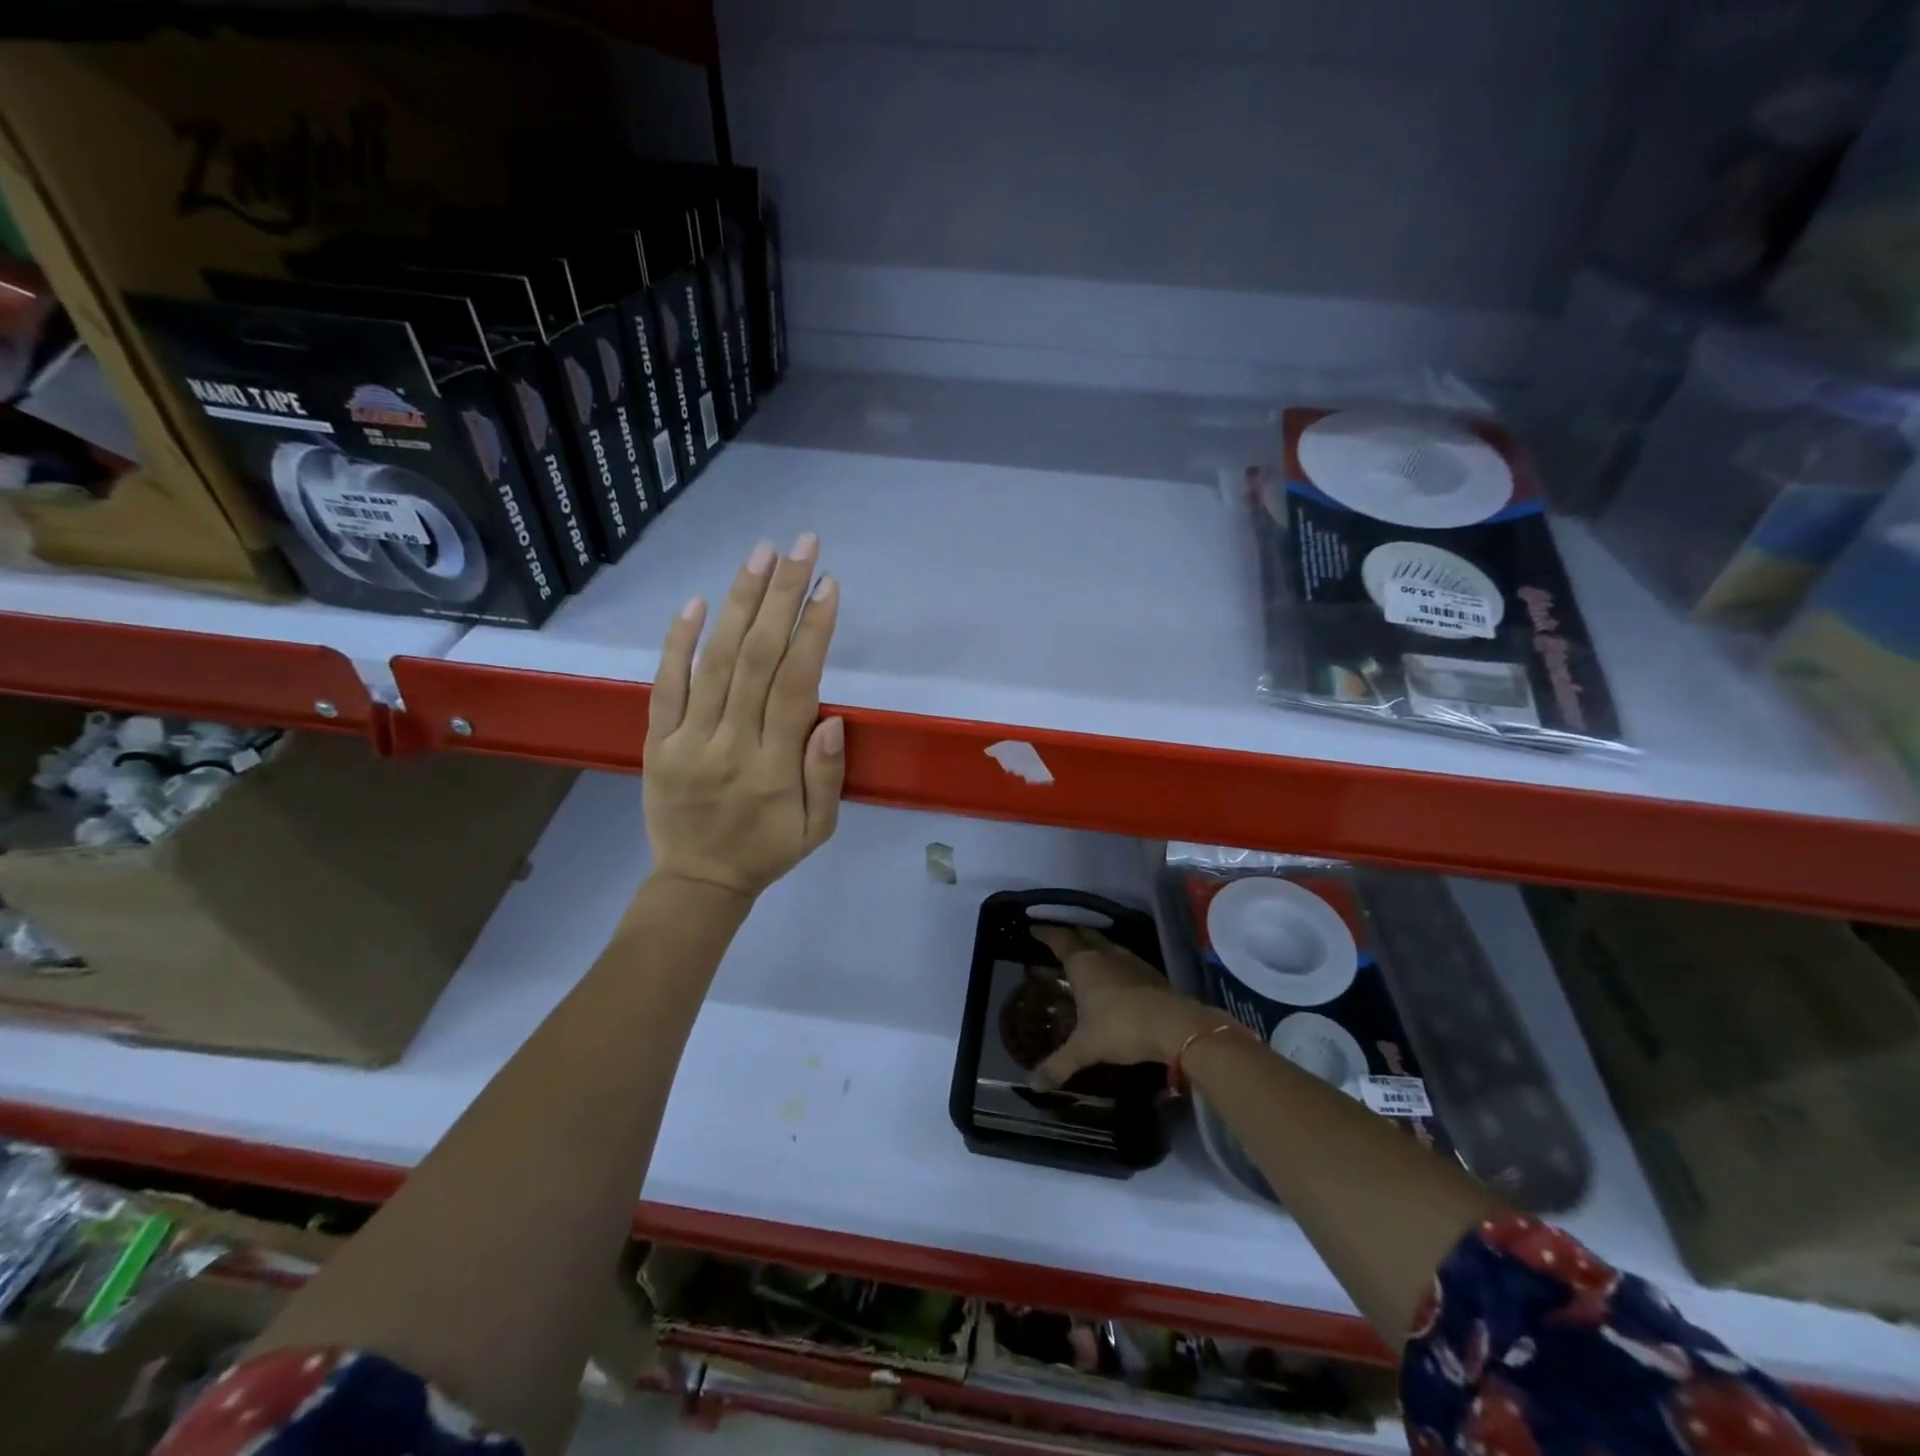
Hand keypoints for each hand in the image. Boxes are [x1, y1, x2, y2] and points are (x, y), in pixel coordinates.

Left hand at [643, 534, 843, 899]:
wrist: (697, 882)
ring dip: (739, 604)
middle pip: (758, 659)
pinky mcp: (655, 741)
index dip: (813, 631)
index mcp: (775, 767)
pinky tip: (697, 602)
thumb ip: (827, 776)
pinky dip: (678, 642)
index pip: (797, 685)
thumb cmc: (767, 851)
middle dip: (782, 596)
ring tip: (760, 556)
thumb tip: (831, 717)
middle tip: (800, 547)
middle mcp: (730, 744)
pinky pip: (664, 686)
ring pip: (716, 662)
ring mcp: (687, 740)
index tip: (828, 585)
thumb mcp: (818, 829)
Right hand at [1027, 925, 1216, 1090]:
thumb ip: (1058, 1064)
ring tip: (1084, 959)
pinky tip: (1113, 977)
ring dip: (1092, 947)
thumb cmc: (1121, 1027)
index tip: (1034, 929)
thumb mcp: (1085, 1048)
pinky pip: (1123, 958)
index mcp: (1083, 963)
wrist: (1174, 1025)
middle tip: (1057, 943)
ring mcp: (1129, 960)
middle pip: (1083, 934)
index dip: (1045, 932)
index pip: (1059, 939)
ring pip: (1105, 944)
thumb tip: (1032, 1084)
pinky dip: (1112, 961)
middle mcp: (1104, 954)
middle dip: (1069, 935)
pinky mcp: (1149, 971)